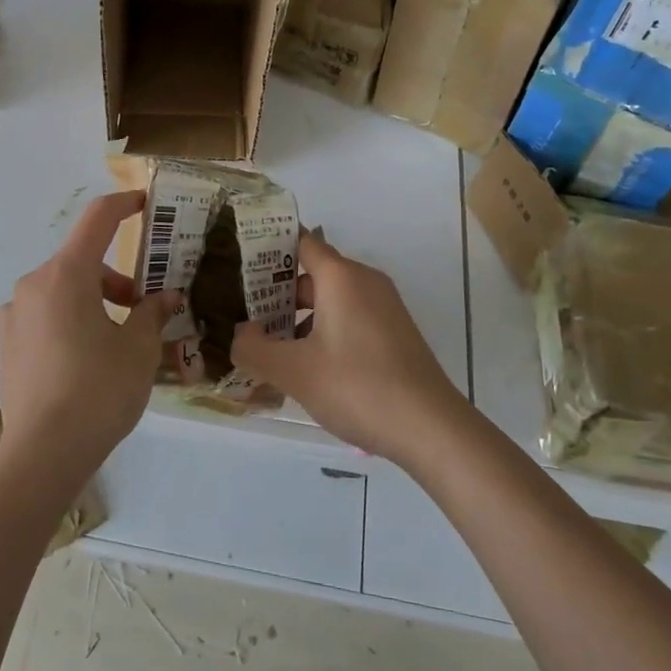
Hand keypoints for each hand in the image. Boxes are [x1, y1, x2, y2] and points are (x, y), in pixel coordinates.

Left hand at [0, 191, 177, 484]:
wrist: (42, 455)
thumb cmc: (99, 391)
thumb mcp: (139, 350)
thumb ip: (153, 313)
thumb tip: (166, 297)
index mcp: (67, 275)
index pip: (98, 220)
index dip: (124, 205)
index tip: (145, 203)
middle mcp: (34, 284)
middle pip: (82, 262)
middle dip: (117, 279)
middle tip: (144, 310)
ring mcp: (15, 314)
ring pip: (63, 290)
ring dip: (94, 301)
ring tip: (118, 342)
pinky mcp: (7, 343)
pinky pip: (45, 315)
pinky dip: (70, 320)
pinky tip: (85, 360)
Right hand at [231, 232, 465, 465]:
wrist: (432, 428)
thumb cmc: (358, 387)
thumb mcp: (295, 372)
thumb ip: (255, 349)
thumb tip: (238, 335)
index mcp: (341, 277)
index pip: (302, 242)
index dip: (270, 250)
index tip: (240, 265)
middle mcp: (365, 282)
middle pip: (314, 273)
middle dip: (279, 293)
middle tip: (246, 315)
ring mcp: (385, 307)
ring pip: (333, 299)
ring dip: (301, 317)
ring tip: (271, 346)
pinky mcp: (395, 332)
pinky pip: (351, 318)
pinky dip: (326, 330)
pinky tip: (310, 366)